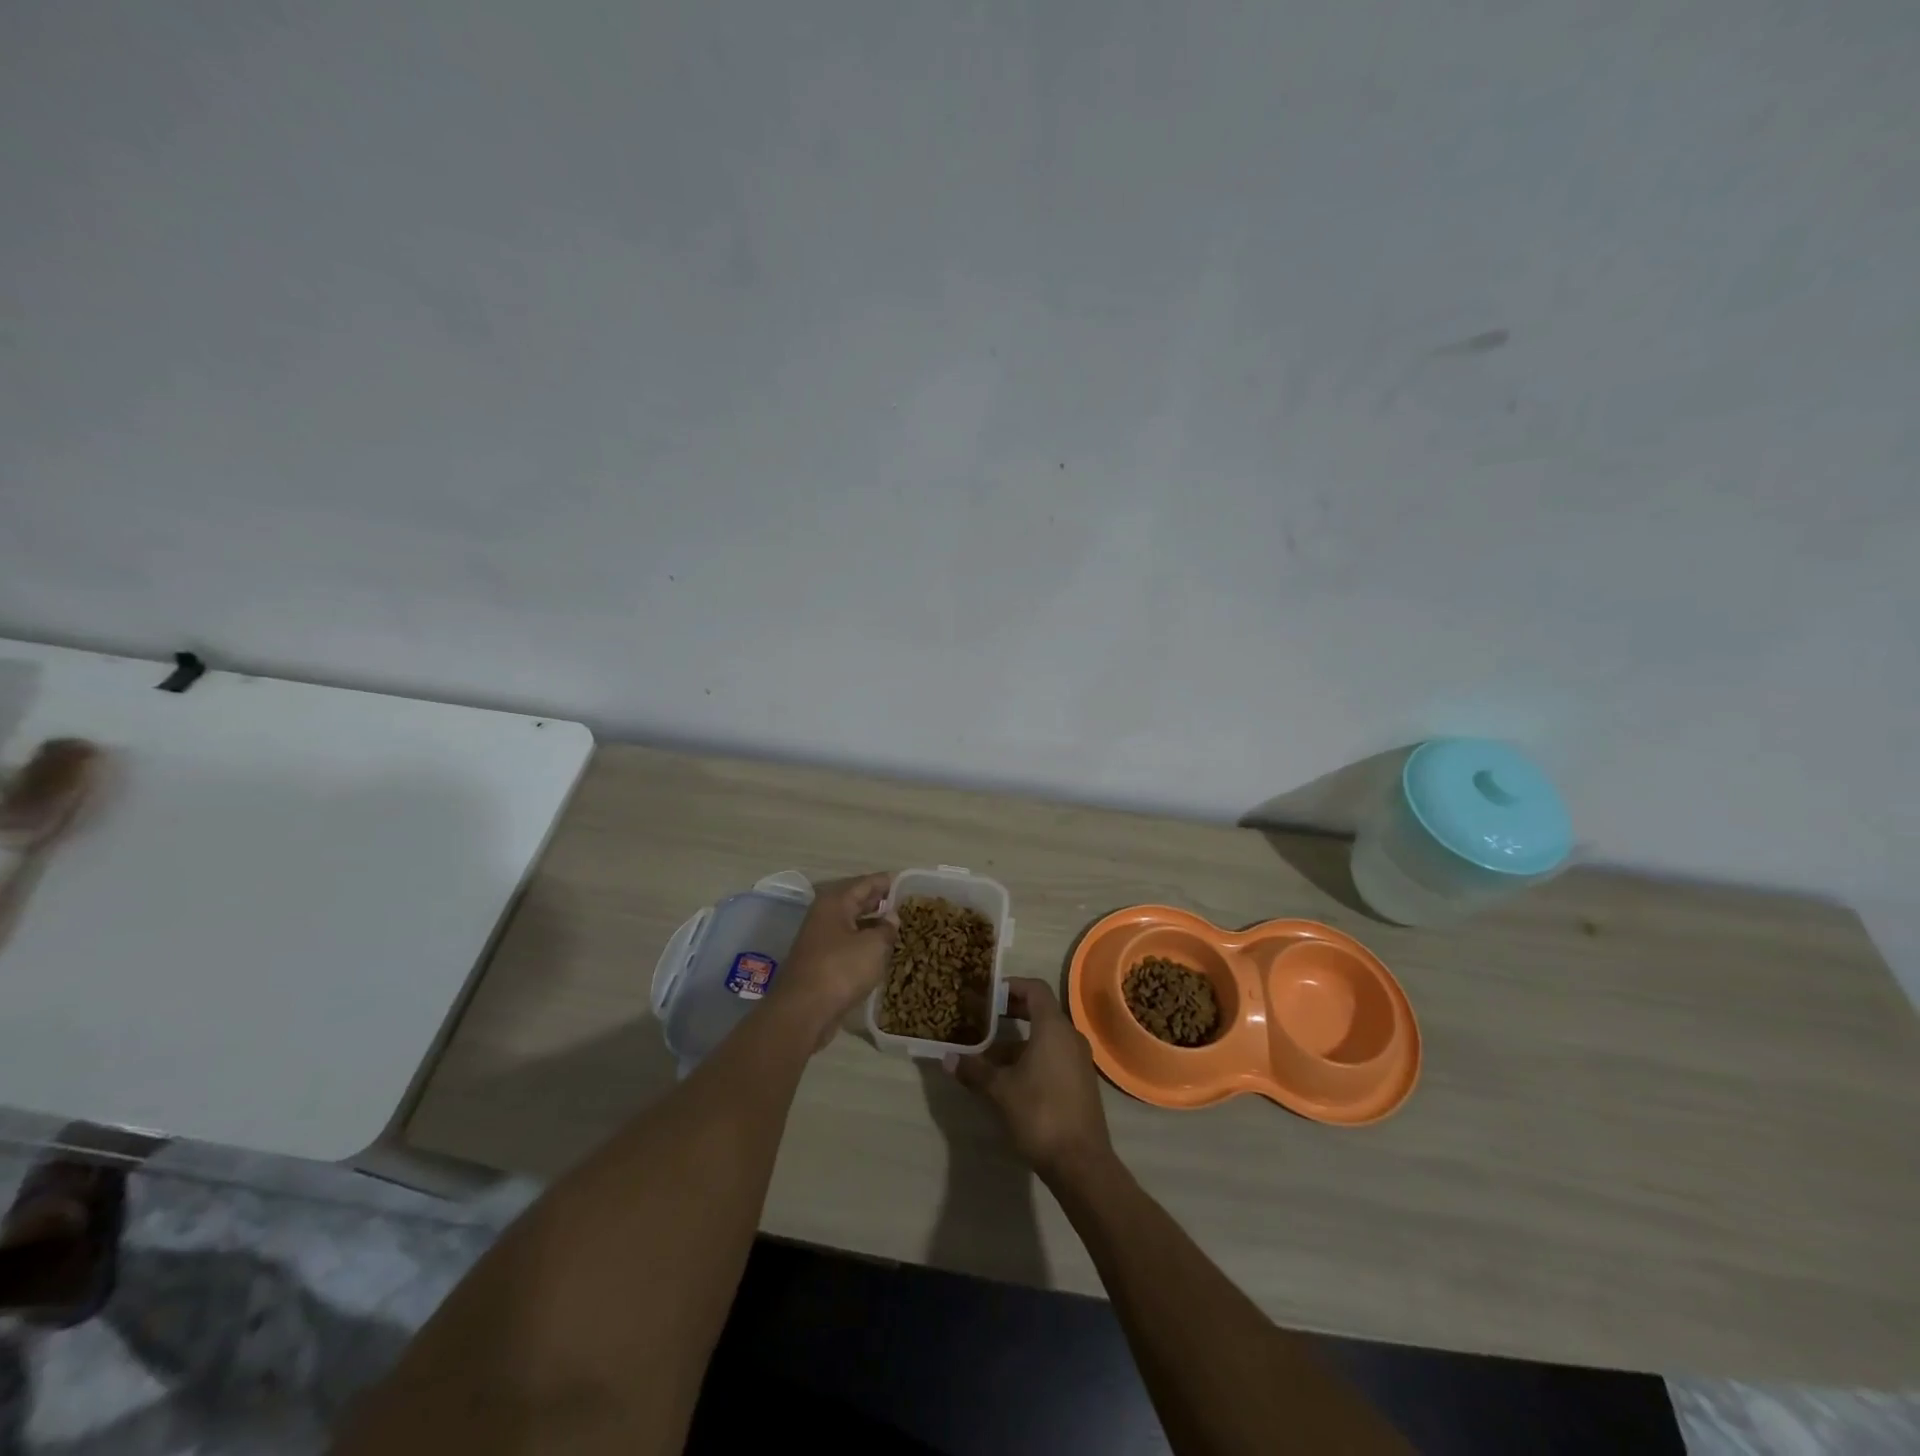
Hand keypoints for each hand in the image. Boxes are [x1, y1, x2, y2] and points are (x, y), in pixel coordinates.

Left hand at [769, 872, 896, 1043]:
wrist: (803, 1012)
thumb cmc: (841, 970)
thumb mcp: (873, 946)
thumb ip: (887, 928)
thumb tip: (892, 917)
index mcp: (835, 902)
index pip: (867, 883)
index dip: (889, 882)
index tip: (910, 883)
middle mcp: (825, 915)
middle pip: (857, 901)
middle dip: (881, 902)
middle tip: (909, 905)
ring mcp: (820, 939)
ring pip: (852, 924)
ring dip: (873, 924)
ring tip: (900, 927)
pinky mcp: (821, 962)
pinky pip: (848, 944)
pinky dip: (864, 944)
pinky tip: (882, 952)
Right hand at [951, 978, 1112, 1181]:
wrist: (1081, 1162)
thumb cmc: (1040, 1113)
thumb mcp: (1000, 1090)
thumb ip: (975, 1070)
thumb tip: (948, 1059)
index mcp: (1053, 1028)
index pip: (1035, 989)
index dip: (1012, 986)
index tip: (988, 993)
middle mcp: (1070, 1036)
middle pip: (1040, 1011)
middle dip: (1012, 1012)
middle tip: (984, 1017)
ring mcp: (1078, 1060)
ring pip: (1045, 1037)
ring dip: (1018, 1040)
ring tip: (988, 1054)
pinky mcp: (1079, 1081)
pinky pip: (1053, 1055)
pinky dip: (1031, 1056)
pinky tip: (1009, 1078)